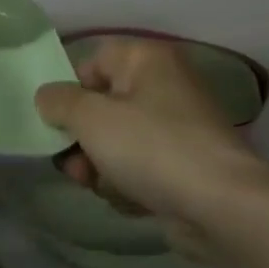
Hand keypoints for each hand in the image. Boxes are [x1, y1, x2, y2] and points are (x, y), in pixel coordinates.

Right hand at [33, 36, 268, 254]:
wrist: (221, 207)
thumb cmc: (150, 147)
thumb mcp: (89, 117)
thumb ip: (57, 101)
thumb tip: (47, 97)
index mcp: (148, 60)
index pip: (92, 61)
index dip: (70, 90)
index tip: (57, 120)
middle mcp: (166, 86)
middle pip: (102, 106)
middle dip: (80, 138)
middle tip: (72, 163)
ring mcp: (179, 128)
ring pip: (117, 141)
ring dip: (98, 165)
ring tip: (98, 185)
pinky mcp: (185, 166)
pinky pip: (140, 167)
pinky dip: (128, 182)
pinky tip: (129, 198)